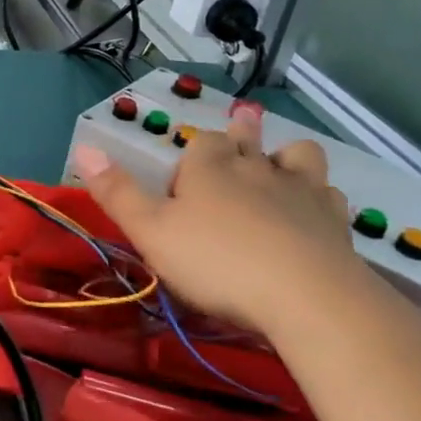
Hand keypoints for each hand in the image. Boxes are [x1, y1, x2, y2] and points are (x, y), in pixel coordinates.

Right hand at [73, 103, 375, 338]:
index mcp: (210, 166)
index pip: (202, 142)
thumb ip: (116, 191)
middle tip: (242, 122)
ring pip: (298, 156)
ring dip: (288, 157)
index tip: (181, 190)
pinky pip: (330, 195)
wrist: (307, 299)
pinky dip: (320, 197)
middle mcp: (257, 167)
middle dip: (242, 133)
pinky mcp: (336, 222)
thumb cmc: (216, 262)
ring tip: (281, 167)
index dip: (191, 159)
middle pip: (249, 139)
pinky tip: (314, 213)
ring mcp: (302, 191)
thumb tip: (83, 147)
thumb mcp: (150, 231)